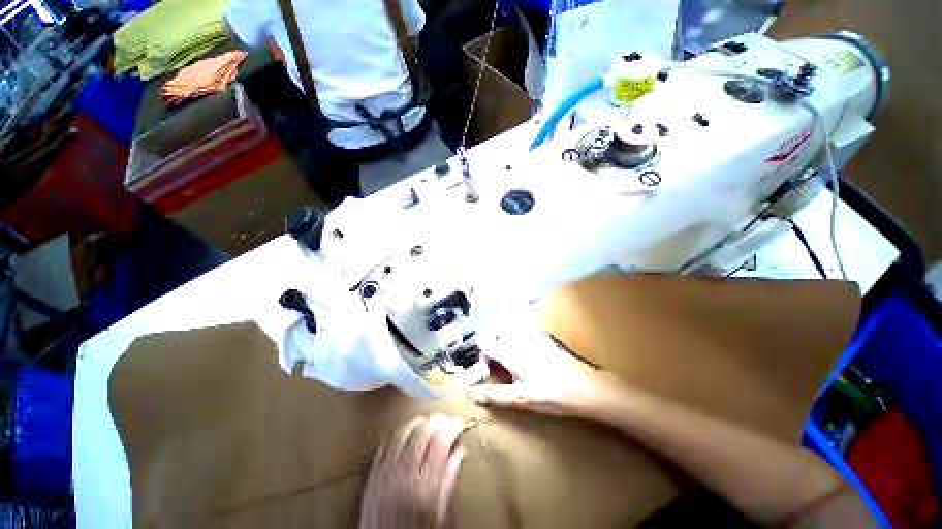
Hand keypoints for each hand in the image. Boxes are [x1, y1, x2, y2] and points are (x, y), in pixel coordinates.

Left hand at [359, 415, 465, 528]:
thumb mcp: (440, 513)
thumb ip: (450, 478)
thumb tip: (459, 450)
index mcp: (426, 486)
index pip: (441, 442)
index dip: (452, 427)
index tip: (459, 423)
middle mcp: (405, 475)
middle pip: (423, 431)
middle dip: (438, 420)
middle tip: (446, 420)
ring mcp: (386, 472)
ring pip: (404, 431)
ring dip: (419, 422)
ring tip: (429, 423)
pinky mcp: (373, 474)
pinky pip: (387, 442)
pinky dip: (400, 432)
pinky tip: (408, 432)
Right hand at [470, 331, 631, 422]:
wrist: (586, 387)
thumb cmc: (551, 394)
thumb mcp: (521, 398)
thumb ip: (494, 395)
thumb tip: (472, 393)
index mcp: (509, 351)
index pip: (483, 341)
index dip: (481, 354)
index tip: (489, 370)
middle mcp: (517, 338)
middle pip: (494, 334)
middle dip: (492, 348)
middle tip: (501, 369)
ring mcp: (531, 335)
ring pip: (508, 332)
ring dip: (505, 344)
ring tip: (514, 365)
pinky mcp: (542, 337)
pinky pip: (521, 332)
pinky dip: (517, 342)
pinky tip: (529, 360)